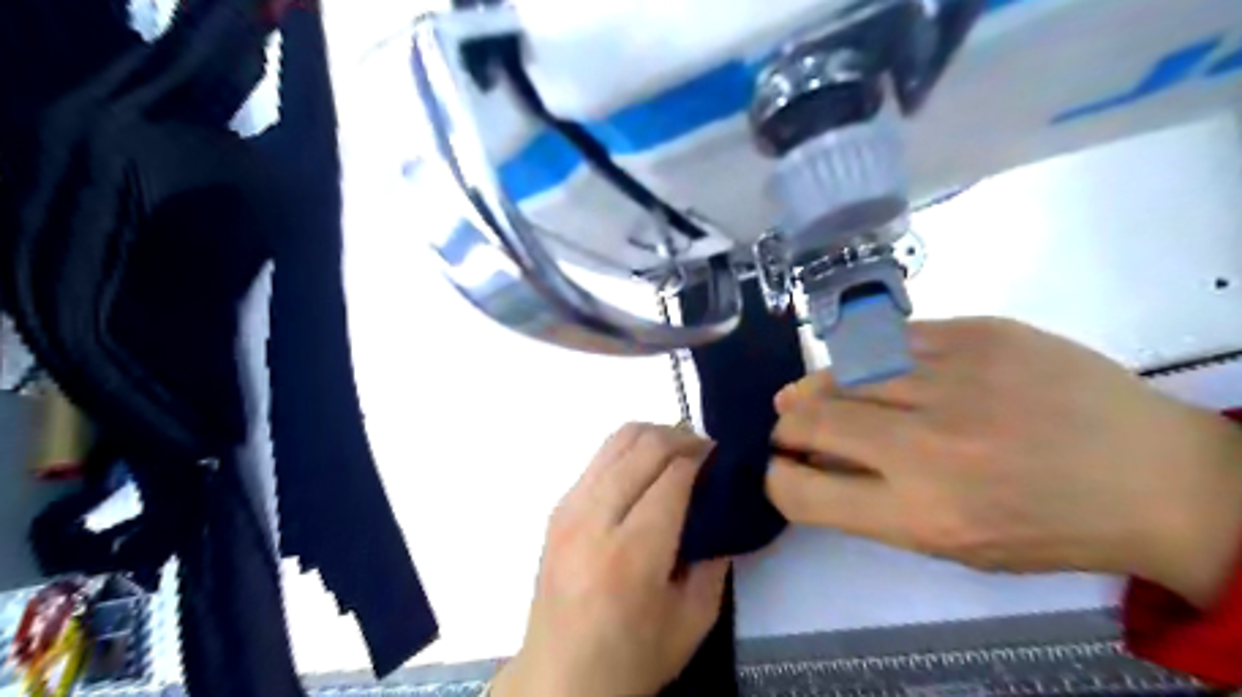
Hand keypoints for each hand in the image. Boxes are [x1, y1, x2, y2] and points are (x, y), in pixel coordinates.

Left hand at [492, 423, 729, 696]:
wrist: (561, 677)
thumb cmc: (633, 658)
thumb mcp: (694, 620)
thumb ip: (715, 558)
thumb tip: (722, 506)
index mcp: (631, 554)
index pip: (673, 475)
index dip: (703, 457)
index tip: (723, 458)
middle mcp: (594, 519)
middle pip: (644, 445)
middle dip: (683, 437)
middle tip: (706, 451)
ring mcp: (569, 508)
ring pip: (617, 439)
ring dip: (655, 435)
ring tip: (678, 451)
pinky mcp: (558, 507)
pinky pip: (599, 457)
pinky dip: (630, 450)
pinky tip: (645, 470)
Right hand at [773, 319, 1240, 607]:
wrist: (1156, 475)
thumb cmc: (1046, 525)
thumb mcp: (952, 544)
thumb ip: (872, 504)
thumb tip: (812, 463)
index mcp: (920, 513)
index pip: (801, 491)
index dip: (776, 477)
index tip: (779, 466)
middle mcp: (926, 445)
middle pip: (811, 421)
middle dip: (785, 425)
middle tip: (787, 425)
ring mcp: (953, 379)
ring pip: (842, 371)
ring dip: (812, 387)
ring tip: (807, 393)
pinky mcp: (978, 334)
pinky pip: (889, 338)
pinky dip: (862, 357)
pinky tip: (860, 366)